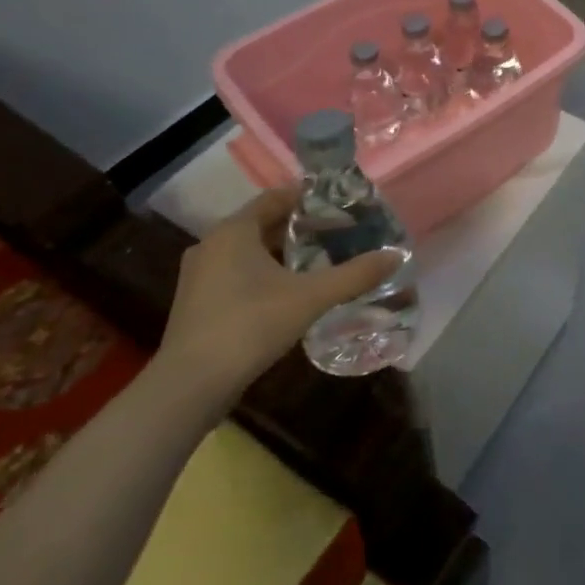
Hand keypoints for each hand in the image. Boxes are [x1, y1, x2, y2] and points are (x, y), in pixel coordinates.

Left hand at [156, 189, 402, 409]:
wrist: (189, 387)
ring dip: (283, 251)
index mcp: (234, 231)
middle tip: (338, 231)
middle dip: (300, 226)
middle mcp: (212, 244)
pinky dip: (265, 272)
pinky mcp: (198, 302)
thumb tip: (396, 256)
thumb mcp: (310, 297)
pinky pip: (238, 272)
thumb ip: (354, 275)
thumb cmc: (249, 326)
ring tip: (321, 259)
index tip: (340, 204)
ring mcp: (200, 275)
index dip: (309, 197)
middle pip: (263, 223)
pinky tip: (291, 291)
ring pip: (250, 250)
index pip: (275, 197)